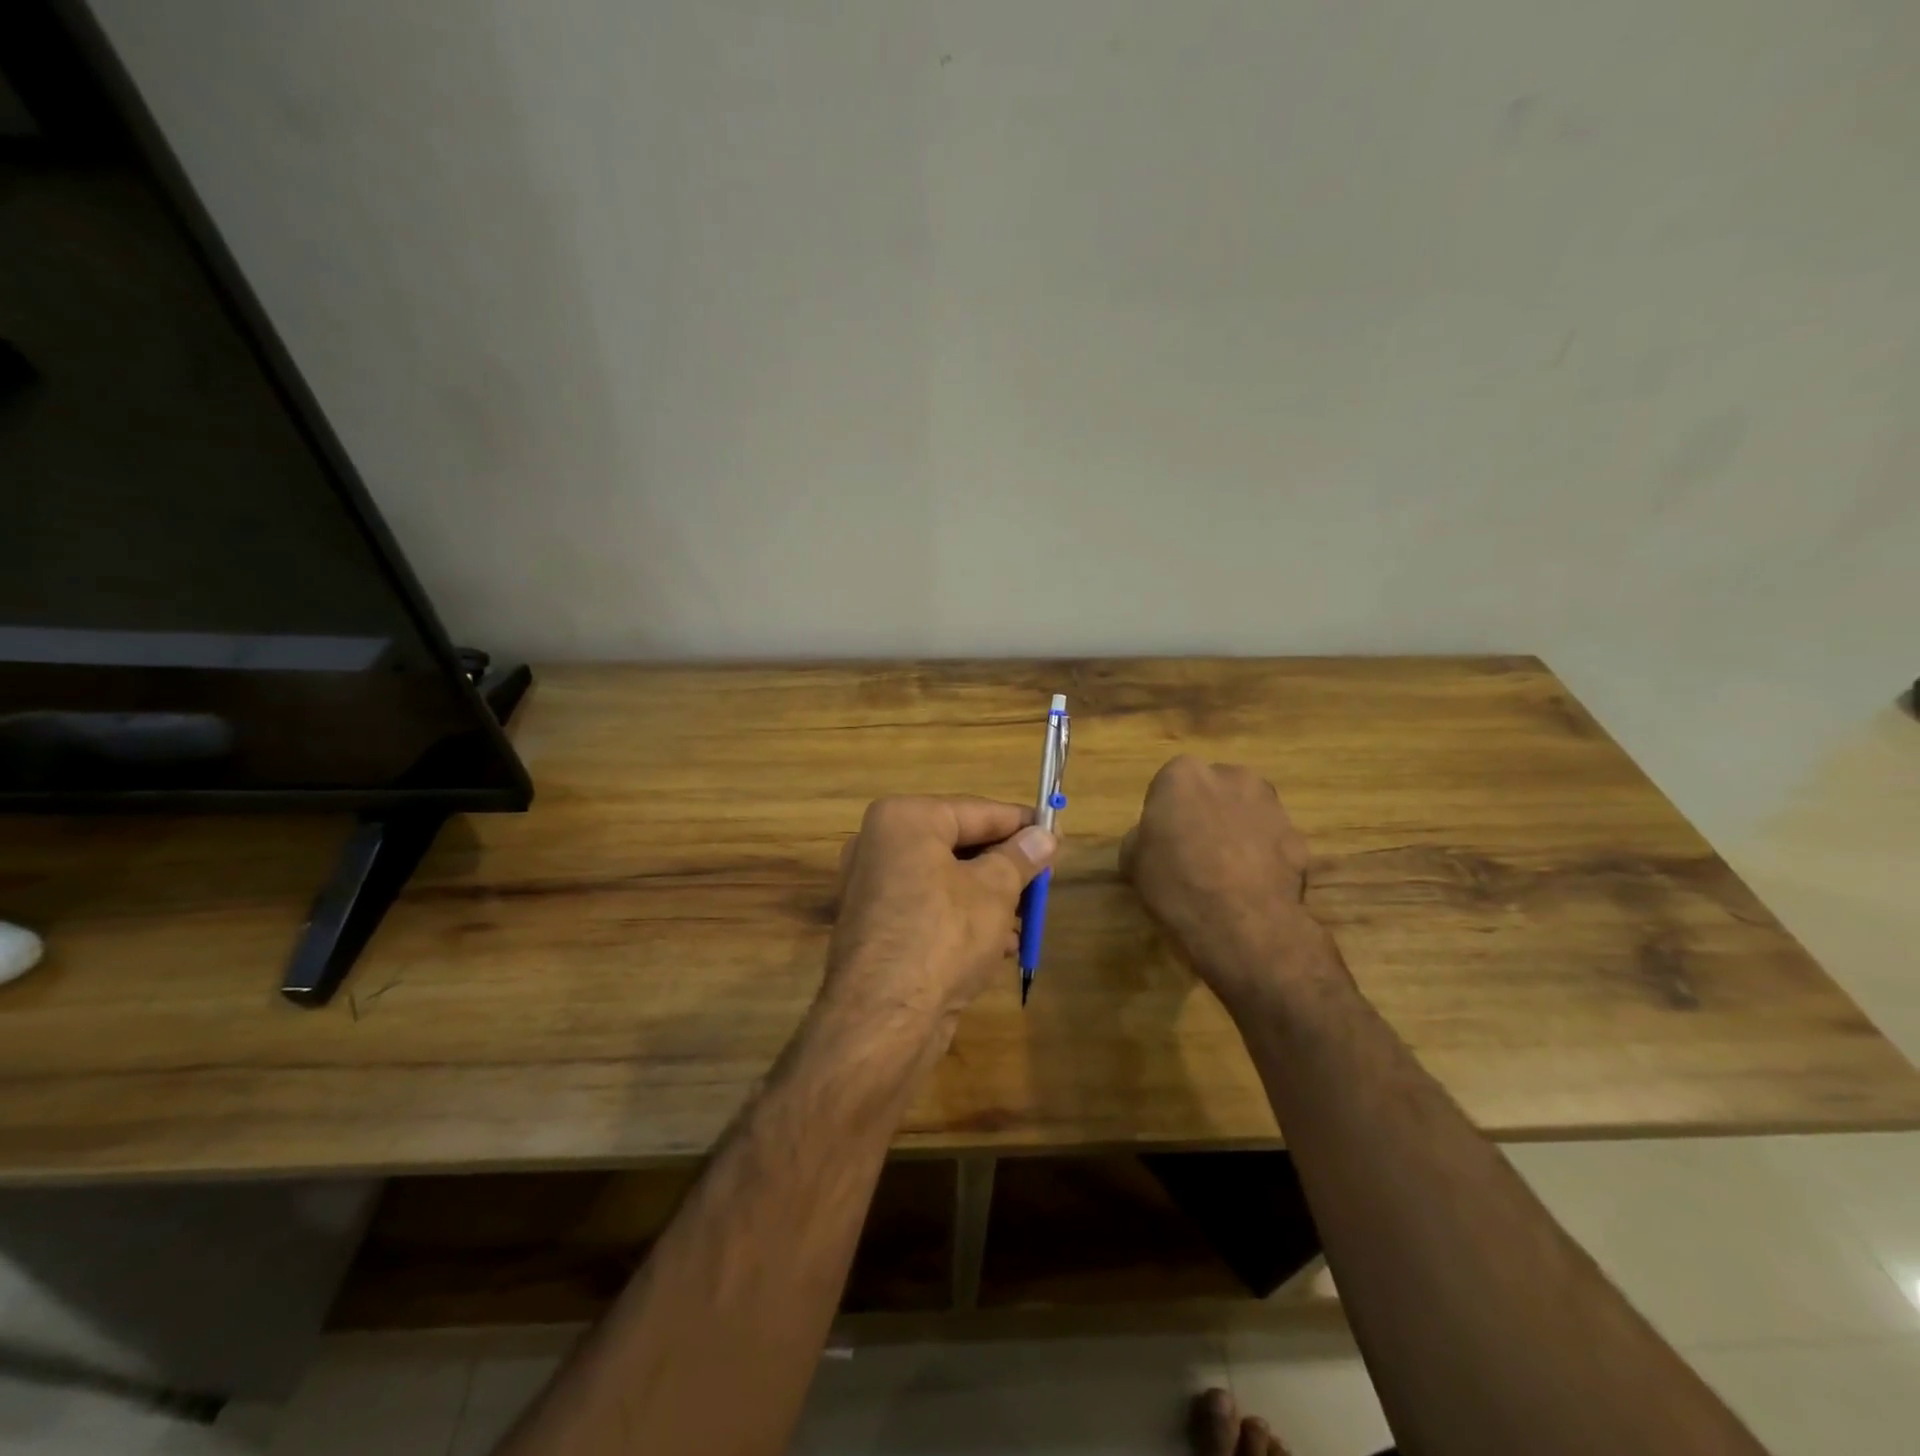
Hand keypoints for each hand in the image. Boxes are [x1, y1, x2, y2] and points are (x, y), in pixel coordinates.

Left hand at [821, 796, 1055, 1043]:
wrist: (883, 1018)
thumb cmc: (943, 934)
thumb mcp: (995, 890)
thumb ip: (1021, 857)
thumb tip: (1044, 836)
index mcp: (904, 819)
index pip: (977, 810)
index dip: (1022, 823)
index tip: (1057, 832)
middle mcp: (880, 844)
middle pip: (959, 844)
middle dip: (1005, 866)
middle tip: (1045, 879)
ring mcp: (873, 887)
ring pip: (947, 879)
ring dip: (990, 898)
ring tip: (1027, 919)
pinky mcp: (876, 926)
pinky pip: (930, 908)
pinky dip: (964, 919)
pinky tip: (1000, 945)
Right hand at [1120, 757, 1329, 1012]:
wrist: (1242, 924)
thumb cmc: (1176, 883)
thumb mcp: (1133, 862)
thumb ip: (1143, 839)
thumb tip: (1152, 842)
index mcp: (1184, 775)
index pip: (1169, 786)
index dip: (1165, 815)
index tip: (1163, 842)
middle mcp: (1232, 777)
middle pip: (1213, 791)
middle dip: (1206, 813)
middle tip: (1195, 852)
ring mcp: (1271, 806)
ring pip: (1247, 813)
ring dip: (1237, 832)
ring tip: (1226, 874)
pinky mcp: (1299, 838)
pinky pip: (1272, 842)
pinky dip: (1263, 857)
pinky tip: (1252, 888)